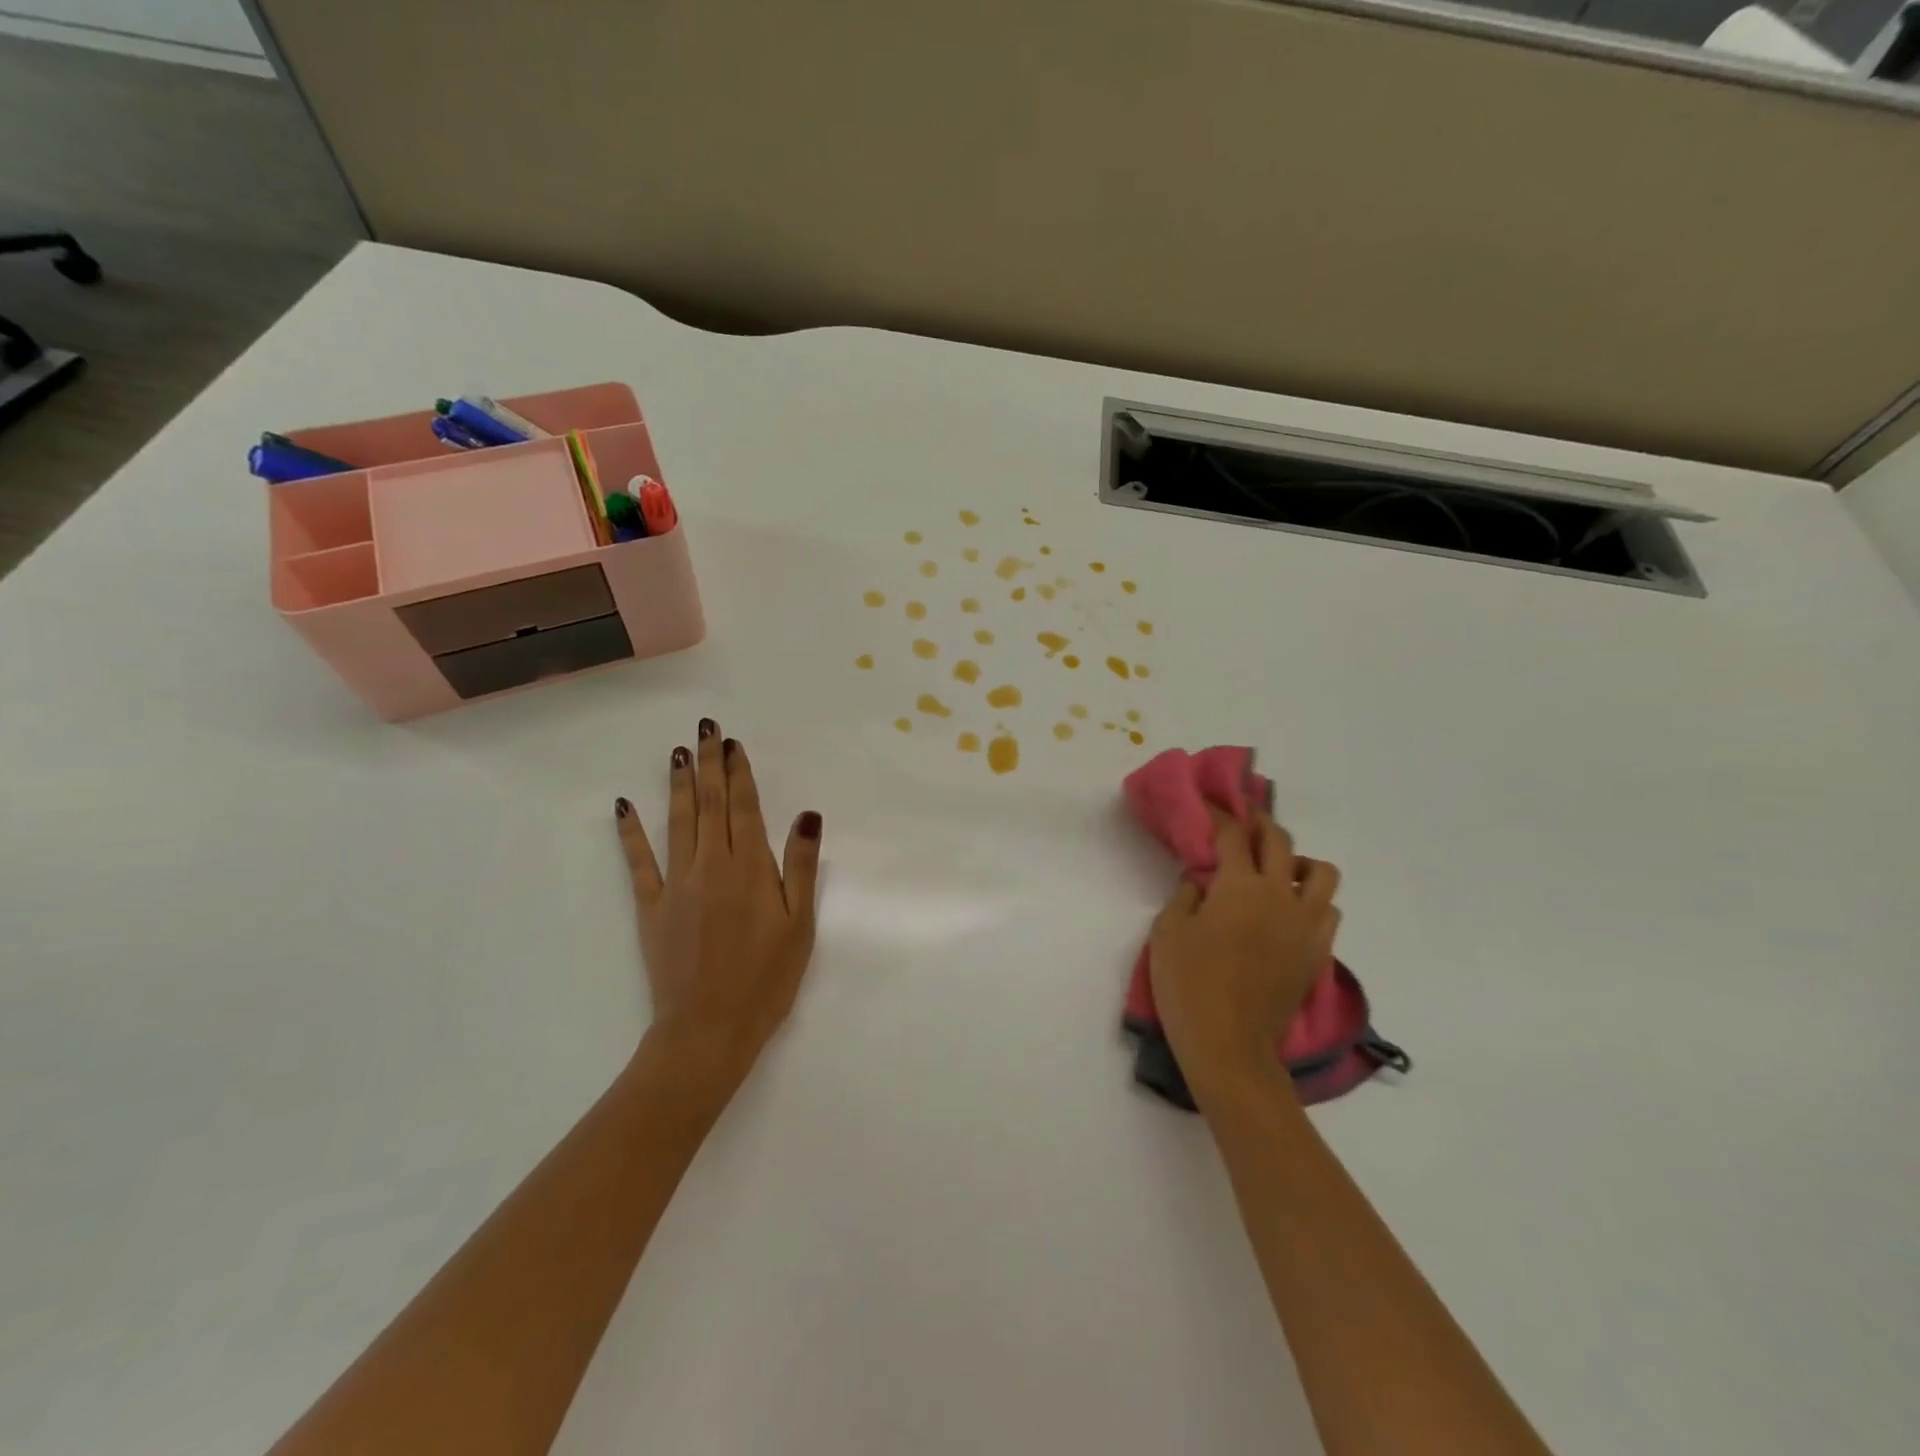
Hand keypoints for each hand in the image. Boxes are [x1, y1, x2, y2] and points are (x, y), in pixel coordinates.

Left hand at [614, 719, 822, 1092]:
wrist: (708, 1029)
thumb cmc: (766, 979)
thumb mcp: (800, 925)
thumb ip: (800, 866)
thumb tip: (807, 814)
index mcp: (749, 869)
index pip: (744, 807)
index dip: (739, 773)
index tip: (734, 744)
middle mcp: (711, 865)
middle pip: (709, 804)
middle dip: (709, 764)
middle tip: (706, 729)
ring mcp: (676, 884)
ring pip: (677, 822)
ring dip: (678, 784)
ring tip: (678, 752)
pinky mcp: (651, 907)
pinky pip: (639, 861)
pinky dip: (631, 831)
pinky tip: (624, 805)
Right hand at [1148, 805, 1341, 1106]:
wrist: (1230, 1045)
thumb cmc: (1189, 983)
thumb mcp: (1169, 931)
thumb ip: (1185, 895)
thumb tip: (1202, 881)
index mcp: (1240, 886)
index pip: (1233, 835)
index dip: (1220, 815)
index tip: (1210, 805)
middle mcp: (1280, 896)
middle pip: (1281, 842)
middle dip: (1261, 825)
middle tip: (1244, 826)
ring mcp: (1305, 926)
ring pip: (1320, 873)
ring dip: (1298, 862)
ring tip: (1277, 872)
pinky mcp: (1316, 953)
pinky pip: (1328, 911)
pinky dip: (1311, 900)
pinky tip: (1288, 912)